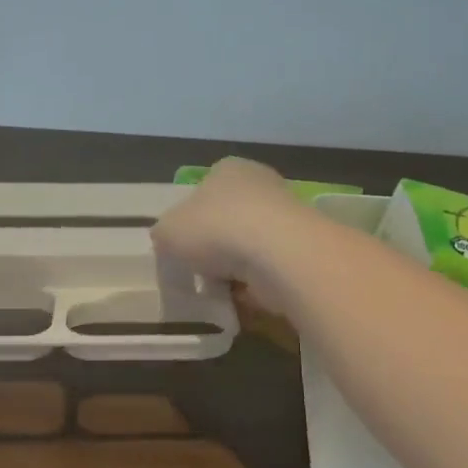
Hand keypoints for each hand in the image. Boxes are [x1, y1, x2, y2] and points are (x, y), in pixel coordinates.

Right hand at [152, 158, 312, 313]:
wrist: (278, 255)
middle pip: (229, 218)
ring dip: (237, 268)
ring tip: (221, 289)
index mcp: (228, 169)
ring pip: (251, 245)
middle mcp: (261, 184)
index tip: (184, 245)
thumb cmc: (216, 230)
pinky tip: (245, 297)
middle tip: (200, 270)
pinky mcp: (303, 248)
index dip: (191, 218)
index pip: (205, 188)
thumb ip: (164, 233)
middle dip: (216, 245)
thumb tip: (169, 240)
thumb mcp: (167, 231)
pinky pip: (270, 268)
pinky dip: (258, 283)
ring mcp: (287, 216)